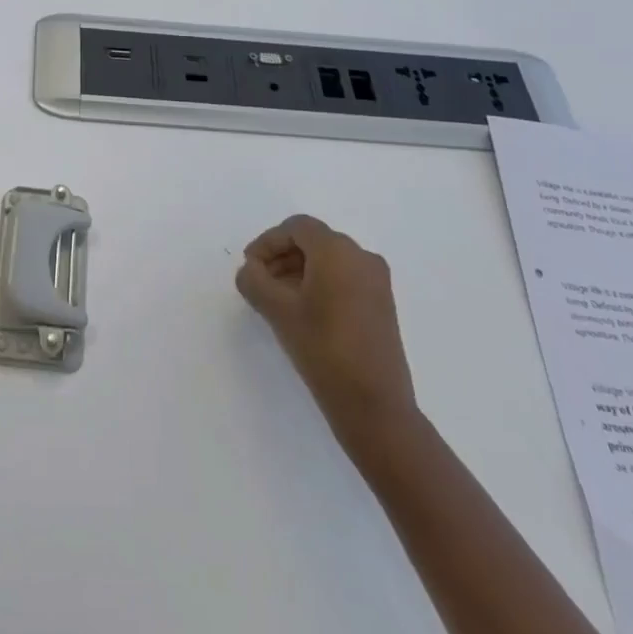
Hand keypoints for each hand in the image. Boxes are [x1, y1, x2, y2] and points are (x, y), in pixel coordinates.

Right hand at [236, 214, 417, 449]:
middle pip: (313, 241)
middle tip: (259, 283)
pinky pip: (345, 278)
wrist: (375, 405)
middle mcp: (362, 257)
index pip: (296, 228)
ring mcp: (377, 282)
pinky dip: (320, 284)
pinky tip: (304, 312)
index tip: (249, 267)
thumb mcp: (277, 311)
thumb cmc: (322, 348)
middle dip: (282, 256)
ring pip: (329, 261)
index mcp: (338, 250)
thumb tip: (250, 270)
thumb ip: (254, 281)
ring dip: (299, 271)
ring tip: (277, 300)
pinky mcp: (383, 305)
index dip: (267, 242)